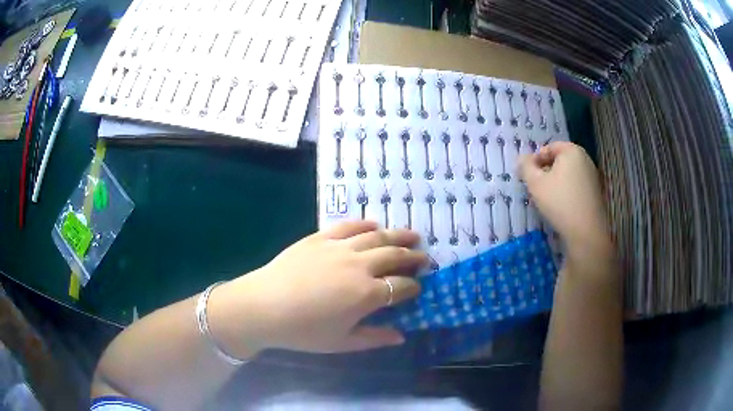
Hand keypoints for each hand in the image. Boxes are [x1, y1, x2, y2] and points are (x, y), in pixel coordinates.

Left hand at [208, 221, 427, 356]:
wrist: (263, 306)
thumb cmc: (303, 331)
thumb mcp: (341, 343)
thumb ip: (374, 338)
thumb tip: (401, 336)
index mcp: (367, 294)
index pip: (402, 287)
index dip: (414, 287)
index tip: (419, 288)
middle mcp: (359, 266)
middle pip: (395, 256)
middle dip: (414, 257)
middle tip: (425, 258)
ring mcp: (339, 248)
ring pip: (377, 236)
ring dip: (398, 236)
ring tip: (412, 236)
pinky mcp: (320, 238)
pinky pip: (348, 226)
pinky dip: (365, 224)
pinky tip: (374, 225)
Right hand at [519, 142, 609, 248]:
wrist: (586, 231)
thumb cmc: (559, 202)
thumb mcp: (535, 183)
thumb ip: (526, 167)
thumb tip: (523, 159)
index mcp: (572, 151)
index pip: (549, 148)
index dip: (536, 160)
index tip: (528, 176)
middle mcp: (585, 159)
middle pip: (560, 160)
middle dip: (547, 170)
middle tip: (536, 187)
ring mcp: (593, 176)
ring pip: (569, 173)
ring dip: (557, 181)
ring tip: (548, 198)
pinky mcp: (596, 192)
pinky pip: (578, 185)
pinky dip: (568, 191)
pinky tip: (562, 206)